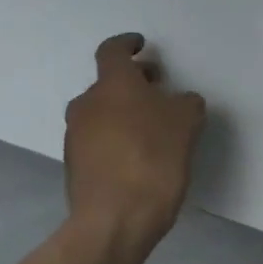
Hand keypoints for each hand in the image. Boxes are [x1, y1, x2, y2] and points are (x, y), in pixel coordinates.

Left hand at [64, 34, 206, 254]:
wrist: (116, 218)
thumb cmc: (155, 157)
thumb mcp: (188, 122)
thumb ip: (185, 102)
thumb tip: (178, 101)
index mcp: (113, 85)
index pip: (113, 51)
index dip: (128, 44)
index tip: (142, 46)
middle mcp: (87, 104)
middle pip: (109, 83)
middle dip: (134, 83)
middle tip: (159, 90)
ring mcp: (76, 136)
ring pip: (103, 112)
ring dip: (125, 112)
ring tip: (154, 128)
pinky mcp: (74, 164)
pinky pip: (98, 139)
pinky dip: (117, 137)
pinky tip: (140, 155)